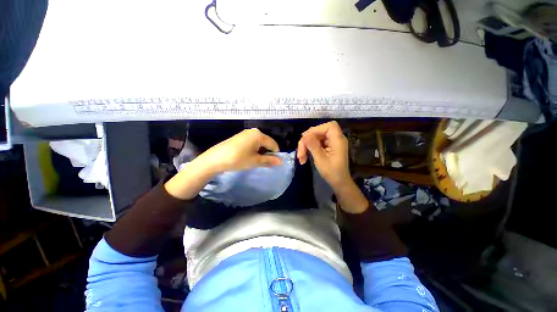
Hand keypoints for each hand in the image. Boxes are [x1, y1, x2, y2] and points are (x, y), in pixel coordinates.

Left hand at [197, 128, 282, 174]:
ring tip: (256, 161)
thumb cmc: (238, 159)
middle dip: (268, 153)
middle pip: (267, 143)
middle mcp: (253, 131)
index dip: (275, 155)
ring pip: (260, 143)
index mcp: (259, 135)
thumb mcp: (255, 161)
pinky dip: (254, 149)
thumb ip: (269, 160)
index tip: (273, 164)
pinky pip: (252, 142)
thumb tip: (281, 162)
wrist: (215, 159)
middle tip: (264, 163)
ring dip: (261, 152)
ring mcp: (246, 133)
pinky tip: (249, 156)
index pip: (273, 144)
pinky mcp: (240, 137)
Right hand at [297, 121, 368, 213]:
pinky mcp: (328, 147)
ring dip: (306, 145)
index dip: (316, 129)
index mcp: (338, 140)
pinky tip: (304, 156)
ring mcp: (331, 143)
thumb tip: (305, 135)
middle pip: (319, 132)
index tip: (306, 138)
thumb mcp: (320, 159)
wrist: (339, 182)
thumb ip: (313, 145)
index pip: (329, 126)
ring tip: (301, 157)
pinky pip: (316, 143)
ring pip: (316, 137)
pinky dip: (309, 148)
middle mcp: (336, 139)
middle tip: (300, 152)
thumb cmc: (332, 172)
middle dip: (307, 140)